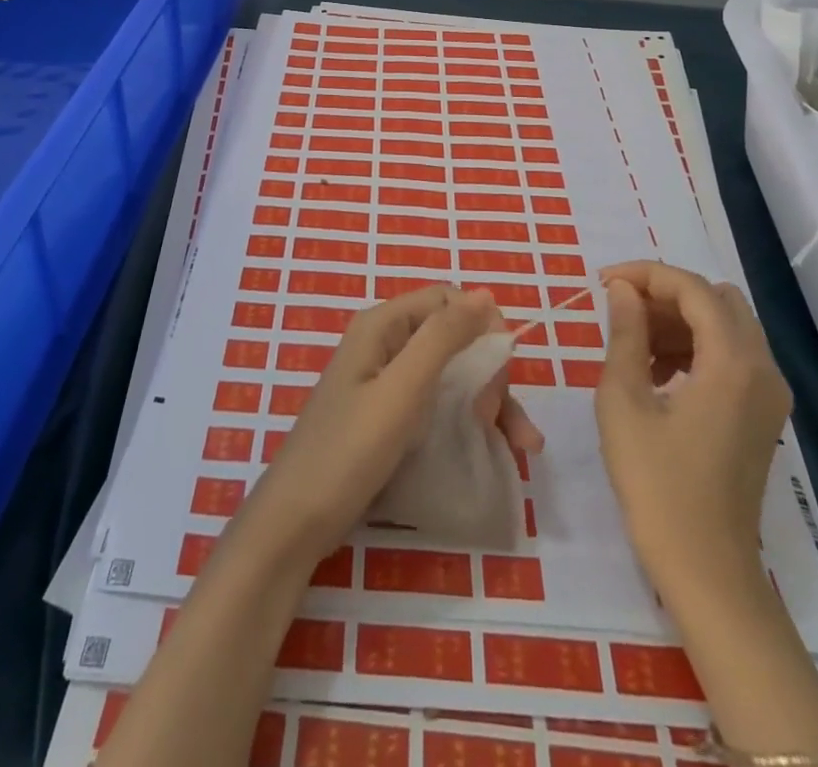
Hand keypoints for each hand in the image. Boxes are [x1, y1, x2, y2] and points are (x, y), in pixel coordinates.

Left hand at [247, 286, 542, 565]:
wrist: (295, 522)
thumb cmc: (348, 451)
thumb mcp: (402, 391)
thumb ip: (442, 337)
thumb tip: (485, 295)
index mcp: (382, 325)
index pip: (447, 300)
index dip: (482, 326)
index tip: (505, 371)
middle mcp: (385, 344)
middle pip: (453, 338)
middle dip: (490, 373)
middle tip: (501, 420)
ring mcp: (385, 382)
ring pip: (452, 374)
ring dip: (491, 402)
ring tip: (523, 446)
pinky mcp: (388, 416)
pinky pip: (438, 403)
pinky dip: (470, 421)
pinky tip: (497, 448)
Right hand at [594, 261, 791, 622]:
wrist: (706, 570)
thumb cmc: (656, 484)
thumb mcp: (624, 401)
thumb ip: (625, 334)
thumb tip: (622, 290)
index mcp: (733, 363)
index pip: (693, 289)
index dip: (645, 274)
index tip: (602, 282)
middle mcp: (763, 369)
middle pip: (717, 300)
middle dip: (666, 294)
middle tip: (620, 309)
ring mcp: (769, 395)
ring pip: (726, 326)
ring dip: (679, 320)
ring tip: (632, 343)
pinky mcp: (763, 415)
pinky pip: (731, 356)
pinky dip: (694, 347)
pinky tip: (656, 374)